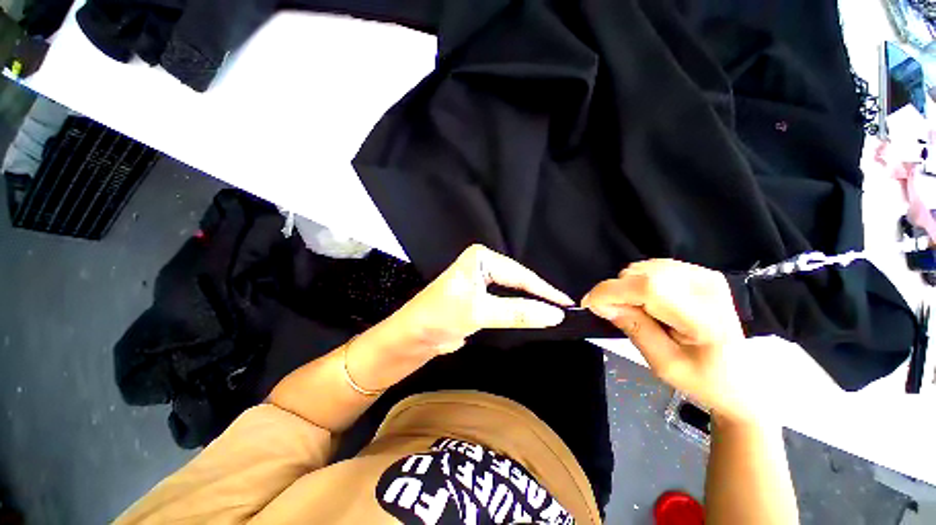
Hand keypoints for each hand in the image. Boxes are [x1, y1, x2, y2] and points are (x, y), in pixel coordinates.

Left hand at [383, 245, 573, 354]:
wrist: (414, 337)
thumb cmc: (441, 316)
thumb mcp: (480, 311)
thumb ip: (517, 312)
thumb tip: (554, 314)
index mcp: (481, 258)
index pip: (519, 274)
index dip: (544, 290)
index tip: (566, 304)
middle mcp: (482, 265)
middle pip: (518, 281)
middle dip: (539, 295)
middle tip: (565, 310)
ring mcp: (481, 282)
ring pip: (513, 292)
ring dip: (531, 303)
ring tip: (555, 313)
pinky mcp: (480, 298)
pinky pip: (506, 302)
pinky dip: (519, 310)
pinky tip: (533, 315)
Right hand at [582, 259, 755, 422]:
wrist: (743, 379)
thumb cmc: (705, 380)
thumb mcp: (663, 364)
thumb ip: (633, 328)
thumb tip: (600, 304)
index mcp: (705, 318)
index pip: (647, 288)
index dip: (610, 292)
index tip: (589, 304)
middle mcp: (707, 286)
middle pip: (641, 274)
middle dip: (617, 291)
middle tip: (614, 314)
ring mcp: (705, 275)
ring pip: (643, 268)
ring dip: (627, 287)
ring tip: (635, 311)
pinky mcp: (700, 272)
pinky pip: (652, 267)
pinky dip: (638, 282)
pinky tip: (647, 301)